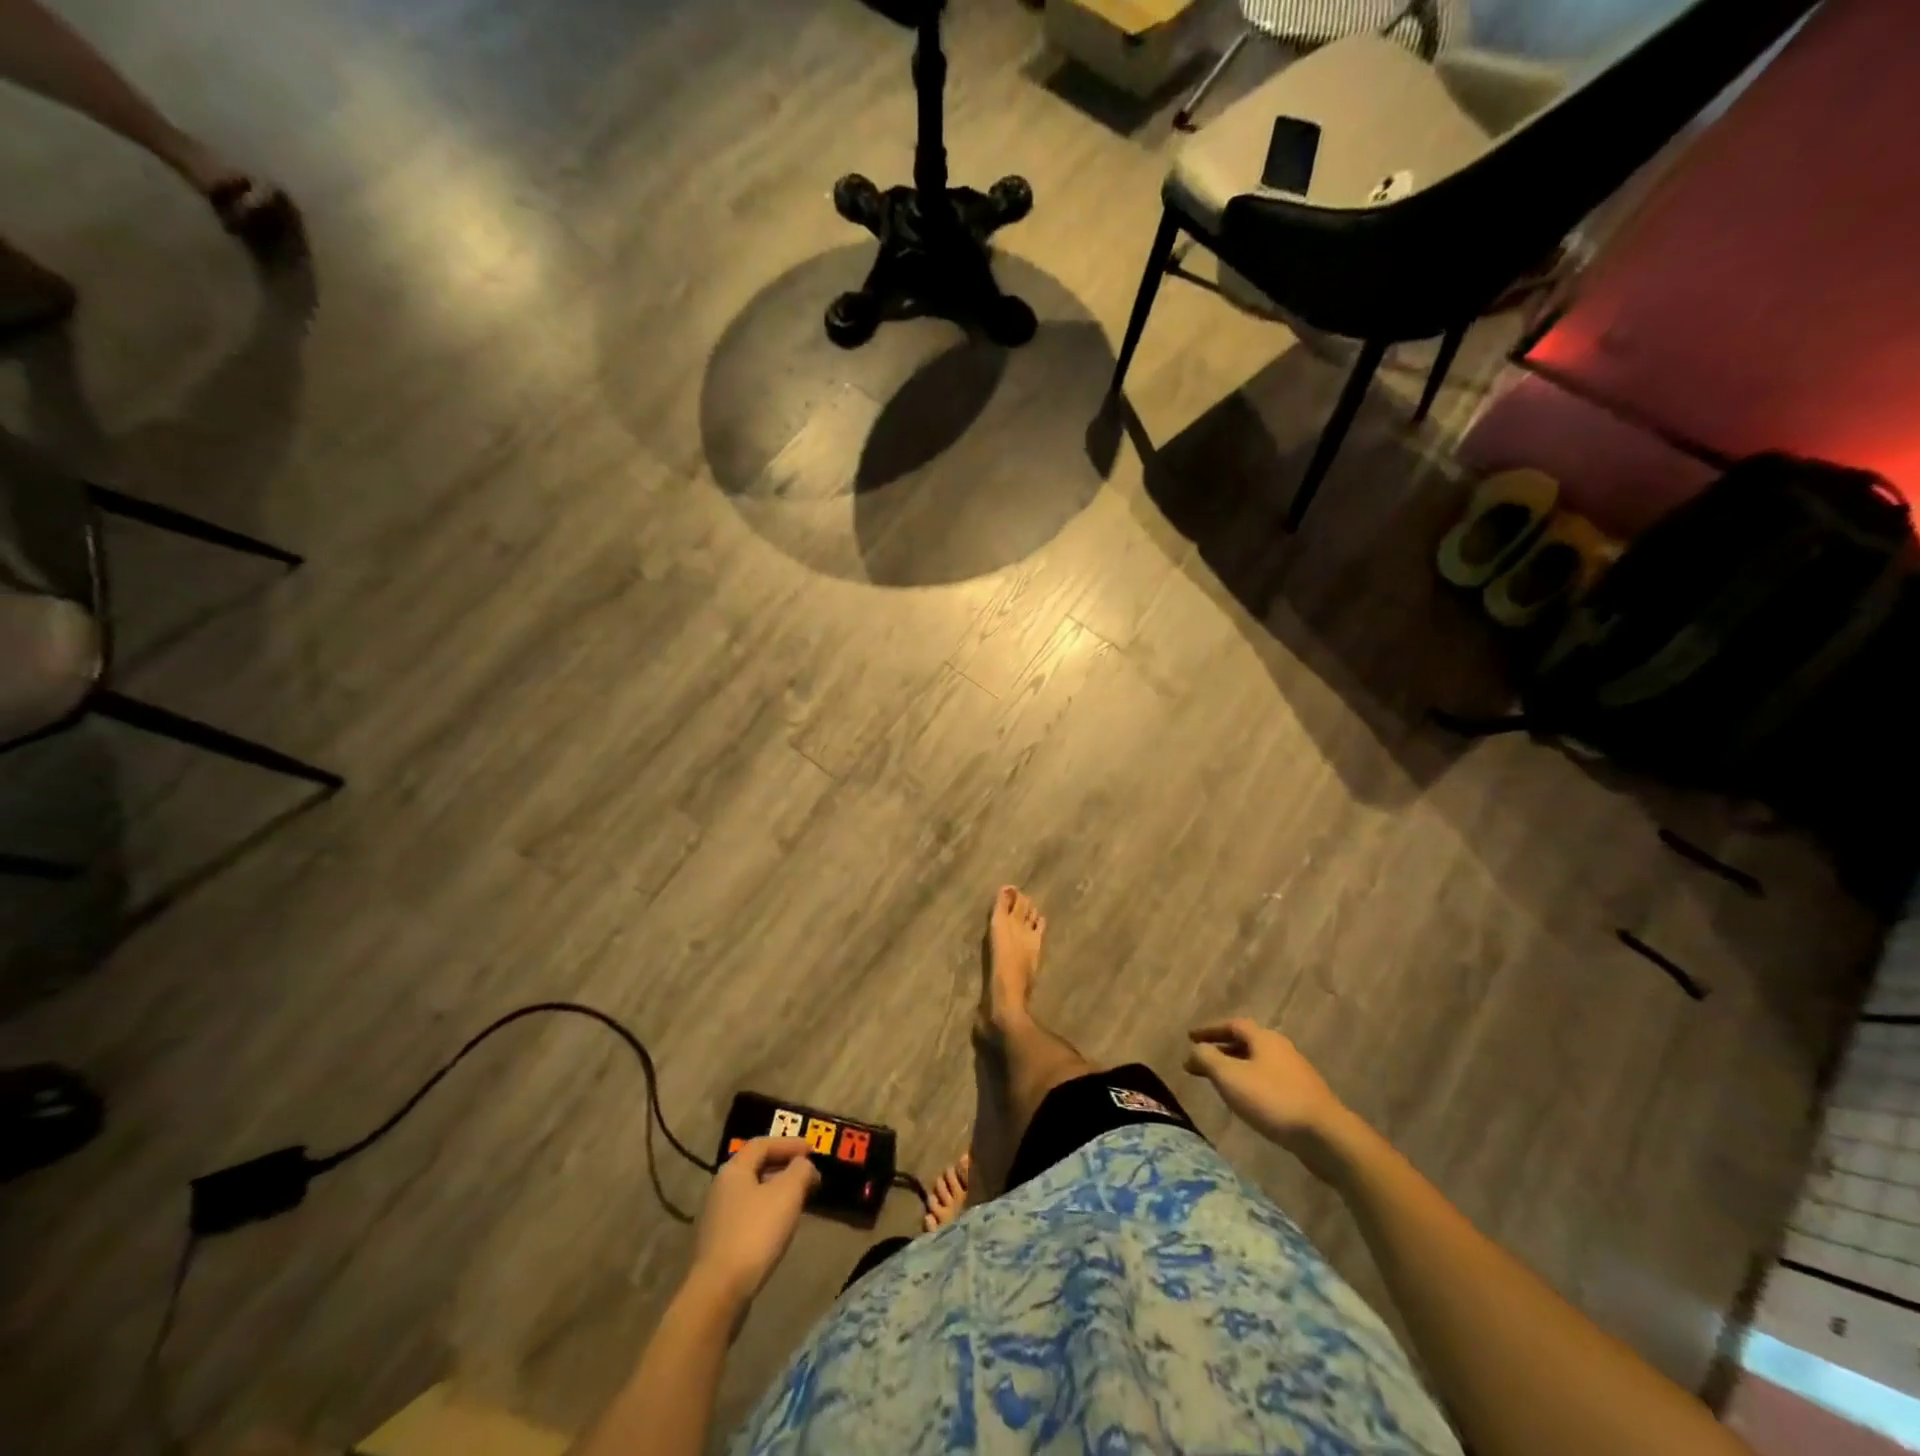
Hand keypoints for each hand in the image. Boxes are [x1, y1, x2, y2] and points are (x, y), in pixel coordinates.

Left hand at [689, 1137, 818, 1307]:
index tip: (812, 1151)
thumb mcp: (788, 1193)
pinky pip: (747, 1215)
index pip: (763, 1144)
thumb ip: (801, 1170)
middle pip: (756, 1167)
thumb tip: (803, 1165)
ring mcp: (716, 1217)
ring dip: (776, 1191)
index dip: (789, 1143)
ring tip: (798, 1201)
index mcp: (734, 1170)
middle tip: (807, 1175)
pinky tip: (779, 1227)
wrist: (719, 1292)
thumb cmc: (755, 1233)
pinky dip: (766, 1212)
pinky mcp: (717, 1244)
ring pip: (752, 1193)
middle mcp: (720, 1188)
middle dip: (784, 1167)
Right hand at [1185, 1019, 1348, 1160]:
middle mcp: (1281, 1049)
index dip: (1209, 1029)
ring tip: (1219, 1082)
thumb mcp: (1230, 1077)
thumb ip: (1207, 1058)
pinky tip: (1246, 1101)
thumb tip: (1194, 1049)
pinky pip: (1268, 1081)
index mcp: (1264, 1038)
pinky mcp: (1304, 1097)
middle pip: (1246, 1043)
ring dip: (1235, 1067)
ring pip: (1257, 1063)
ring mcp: (1296, 1073)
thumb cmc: (1273, 1100)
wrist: (1326, 1137)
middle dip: (1221, 1049)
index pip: (1232, 1024)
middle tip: (1200, 1060)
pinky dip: (1250, 1083)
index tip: (1189, 1038)